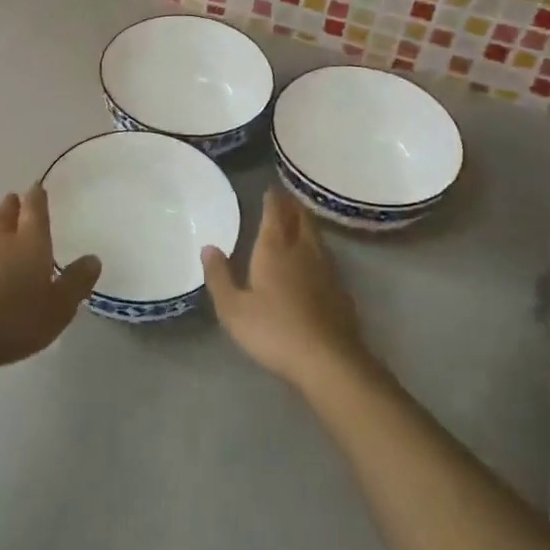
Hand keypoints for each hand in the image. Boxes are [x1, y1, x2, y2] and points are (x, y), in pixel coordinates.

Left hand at [0, 186, 101, 374]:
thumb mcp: (59, 307)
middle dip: (13, 206)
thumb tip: (93, 258)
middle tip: (15, 199)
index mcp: (30, 241)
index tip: (37, 187)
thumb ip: (76, 282)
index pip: (34, 210)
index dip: (37, 197)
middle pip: (6, 215)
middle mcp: (1, 240)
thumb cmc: (15, 318)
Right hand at [202, 187, 372, 390]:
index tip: (270, 188)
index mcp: (275, 250)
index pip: (275, 214)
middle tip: (285, 198)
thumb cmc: (274, 331)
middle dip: (292, 206)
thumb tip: (208, 247)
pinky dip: (317, 249)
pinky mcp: (341, 291)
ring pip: (316, 237)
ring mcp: (326, 270)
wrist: (328, 360)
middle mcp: (303, 252)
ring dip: (307, 225)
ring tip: (299, 220)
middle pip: (301, 220)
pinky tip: (315, 260)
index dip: (273, 199)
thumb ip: (219, 276)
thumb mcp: (233, 309)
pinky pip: (326, 258)